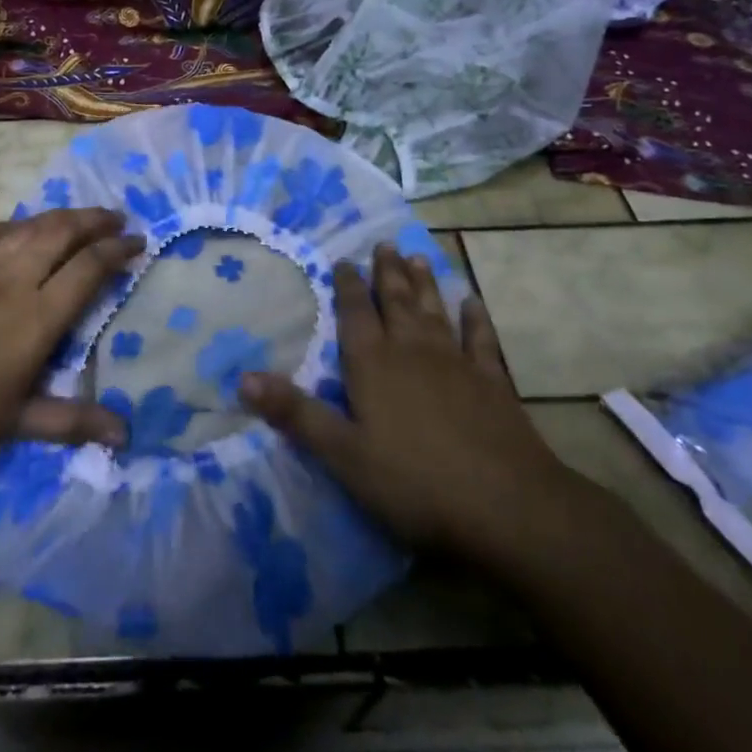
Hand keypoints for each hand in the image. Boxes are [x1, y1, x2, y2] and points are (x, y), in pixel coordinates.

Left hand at [0, 208, 139, 476]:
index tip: (138, 243)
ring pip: (28, 227)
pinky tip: (19, 228)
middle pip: (62, 234)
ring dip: (60, 216)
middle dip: (95, 221)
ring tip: (80, 217)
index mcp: (36, 318)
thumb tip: (125, 436)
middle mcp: (12, 281)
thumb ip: (72, 421)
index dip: (117, 252)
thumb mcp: (15, 423)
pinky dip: (14, 225)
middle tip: (117, 219)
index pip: (88, 269)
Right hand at [240, 243, 583, 566]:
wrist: (508, 507)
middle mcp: (413, 352)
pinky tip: (472, 303)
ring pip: (434, 312)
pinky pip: (481, 340)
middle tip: (384, 244)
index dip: (347, 286)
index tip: (343, 260)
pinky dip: (475, 319)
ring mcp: (456, 364)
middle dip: (386, 273)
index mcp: (373, 365)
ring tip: (417, 257)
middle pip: (396, 303)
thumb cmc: (414, 482)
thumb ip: (295, 414)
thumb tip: (243, 377)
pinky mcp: (492, 384)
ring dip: (424, 284)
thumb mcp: (343, 454)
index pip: (354, 314)